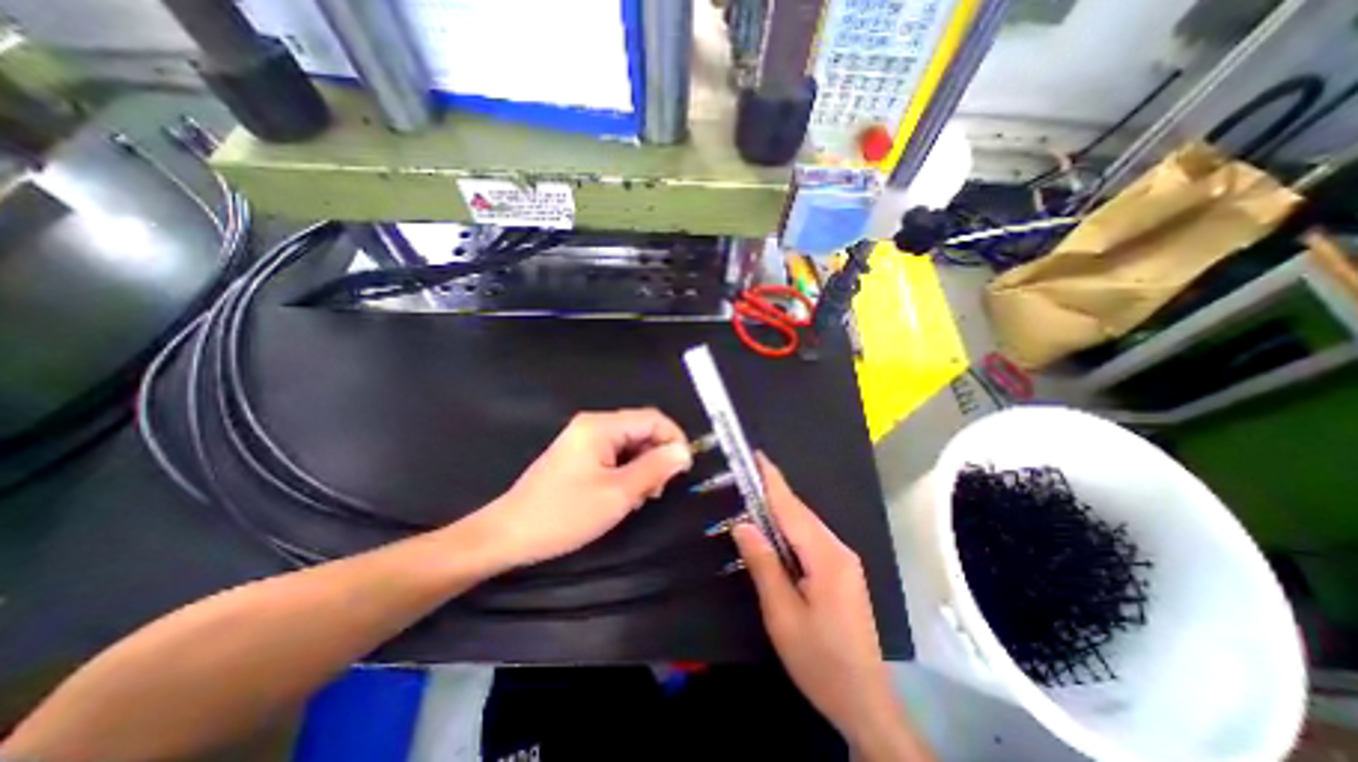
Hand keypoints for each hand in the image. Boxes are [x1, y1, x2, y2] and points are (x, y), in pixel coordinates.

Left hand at [473, 408, 690, 568]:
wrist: (509, 534)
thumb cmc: (564, 513)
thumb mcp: (617, 493)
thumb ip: (655, 468)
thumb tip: (684, 451)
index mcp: (602, 426)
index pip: (653, 419)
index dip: (674, 440)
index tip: (683, 469)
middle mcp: (594, 425)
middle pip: (641, 430)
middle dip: (657, 457)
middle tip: (657, 490)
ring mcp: (584, 440)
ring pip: (630, 445)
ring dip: (643, 467)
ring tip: (640, 497)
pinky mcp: (579, 455)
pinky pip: (615, 455)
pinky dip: (627, 472)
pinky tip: (624, 495)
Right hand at [732, 455, 922, 757]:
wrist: (865, 702)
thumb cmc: (820, 660)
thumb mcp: (783, 615)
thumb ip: (763, 565)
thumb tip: (742, 525)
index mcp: (826, 557)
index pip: (792, 508)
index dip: (773, 480)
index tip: (758, 455)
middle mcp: (839, 550)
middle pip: (801, 513)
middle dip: (774, 491)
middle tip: (747, 474)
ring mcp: (844, 561)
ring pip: (807, 525)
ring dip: (781, 509)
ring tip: (755, 496)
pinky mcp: (843, 572)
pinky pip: (812, 539)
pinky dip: (791, 528)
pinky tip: (777, 532)